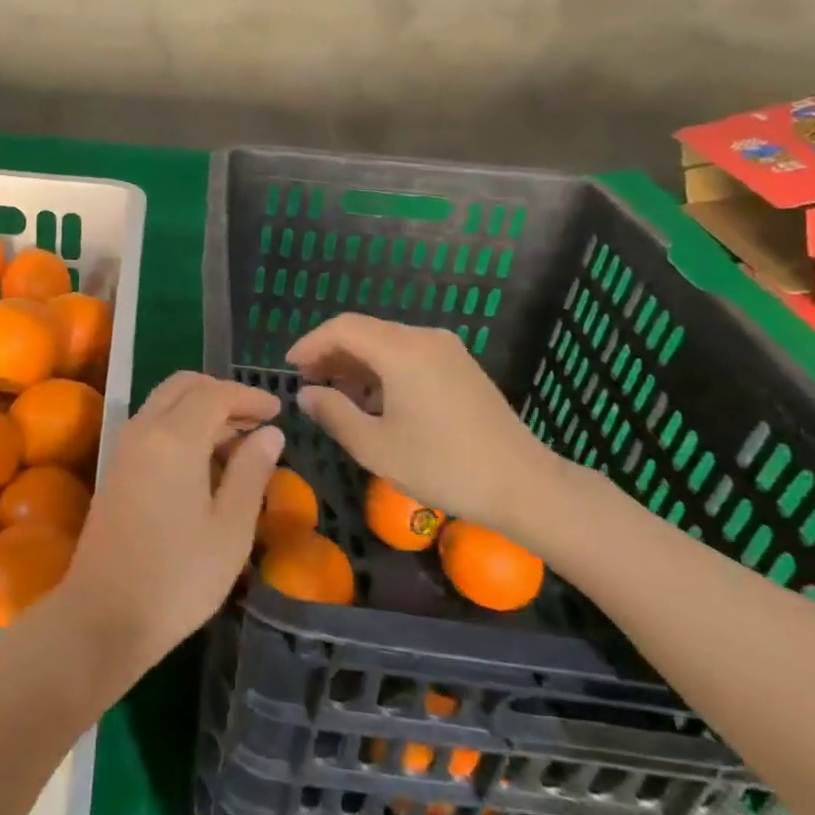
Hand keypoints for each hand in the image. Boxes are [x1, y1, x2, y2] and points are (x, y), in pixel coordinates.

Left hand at [56, 372, 282, 685]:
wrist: (103, 616)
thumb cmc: (178, 577)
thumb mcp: (230, 530)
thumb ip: (250, 472)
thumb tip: (269, 433)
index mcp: (174, 437)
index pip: (215, 394)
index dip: (249, 396)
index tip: (278, 409)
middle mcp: (144, 429)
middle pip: (183, 386)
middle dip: (222, 393)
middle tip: (256, 420)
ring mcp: (124, 447)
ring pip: (165, 403)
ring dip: (200, 408)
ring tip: (238, 441)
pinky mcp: (116, 468)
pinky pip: (152, 424)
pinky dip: (181, 424)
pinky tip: (205, 461)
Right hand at [286, 313, 560, 530]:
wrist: (525, 485)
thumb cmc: (444, 467)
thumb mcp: (376, 448)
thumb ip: (334, 414)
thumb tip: (306, 394)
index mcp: (401, 351)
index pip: (342, 328)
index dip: (310, 343)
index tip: (290, 367)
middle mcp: (424, 338)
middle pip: (364, 331)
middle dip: (331, 353)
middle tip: (308, 383)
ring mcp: (447, 350)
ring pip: (386, 342)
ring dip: (356, 362)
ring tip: (337, 395)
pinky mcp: (461, 366)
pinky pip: (409, 353)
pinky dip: (382, 368)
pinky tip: (375, 400)